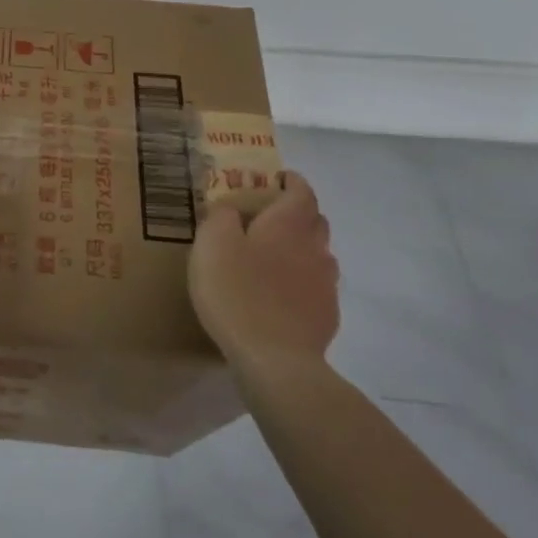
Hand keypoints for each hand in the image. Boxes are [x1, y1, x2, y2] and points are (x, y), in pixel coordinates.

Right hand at [189, 171, 339, 366]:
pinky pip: (316, 287)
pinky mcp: (326, 316)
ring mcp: (325, 284)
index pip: (301, 191)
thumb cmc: (237, 291)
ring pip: (318, 254)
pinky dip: (301, 282)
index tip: (276, 178)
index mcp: (289, 224)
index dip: (290, 181)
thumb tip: (230, 207)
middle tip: (267, 217)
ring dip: (300, 248)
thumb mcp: (212, 243)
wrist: (275, 359)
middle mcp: (314, 248)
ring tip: (272, 258)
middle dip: (296, 213)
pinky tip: (280, 295)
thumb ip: (220, 216)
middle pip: (315, 220)